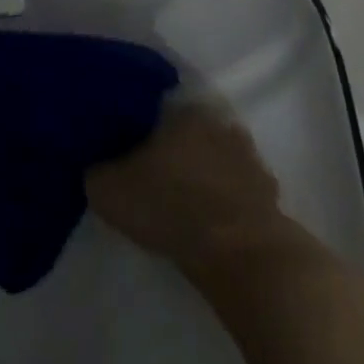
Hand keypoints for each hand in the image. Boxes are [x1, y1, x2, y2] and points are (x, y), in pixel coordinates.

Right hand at [86, 100, 287, 275]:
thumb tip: (95, 162)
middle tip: (152, 173)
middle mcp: (216, 121)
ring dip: (202, 171)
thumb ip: (96, 168)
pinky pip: (238, 187)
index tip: (124, 149)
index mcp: (179, 109)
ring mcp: (249, 156)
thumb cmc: (169, 206)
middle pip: (185, 130)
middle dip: (171, 148)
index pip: (151, 108)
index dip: (135, 129)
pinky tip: (211, 218)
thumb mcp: (108, 189)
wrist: (240, 255)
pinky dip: (226, 198)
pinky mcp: (269, 191)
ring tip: (183, 199)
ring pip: (215, 156)